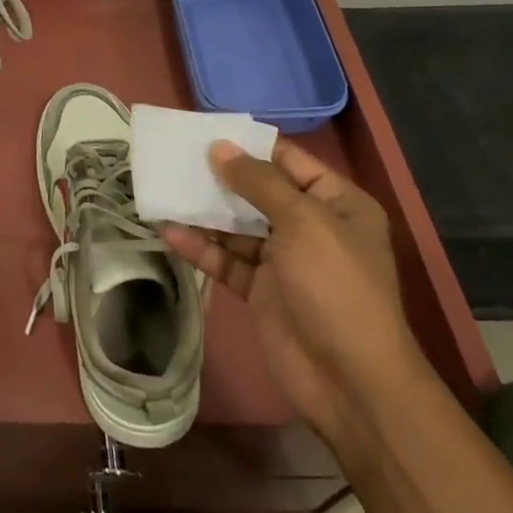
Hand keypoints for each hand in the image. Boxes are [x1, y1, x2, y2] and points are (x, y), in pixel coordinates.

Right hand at [160, 139, 428, 453]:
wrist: (350, 381)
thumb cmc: (335, 286)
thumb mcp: (303, 222)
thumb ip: (259, 182)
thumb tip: (219, 147)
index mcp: (336, 203)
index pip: (288, 161)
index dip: (249, 144)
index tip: (204, 131)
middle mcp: (311, 226)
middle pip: (258, 191)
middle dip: (219, 176)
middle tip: (174, 157)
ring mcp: (284, 260)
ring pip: (237, 225)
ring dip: (203, 211)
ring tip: (163, 190)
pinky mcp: (261, 289)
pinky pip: (226, 259)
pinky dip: (200, 247)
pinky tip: (168, 232)